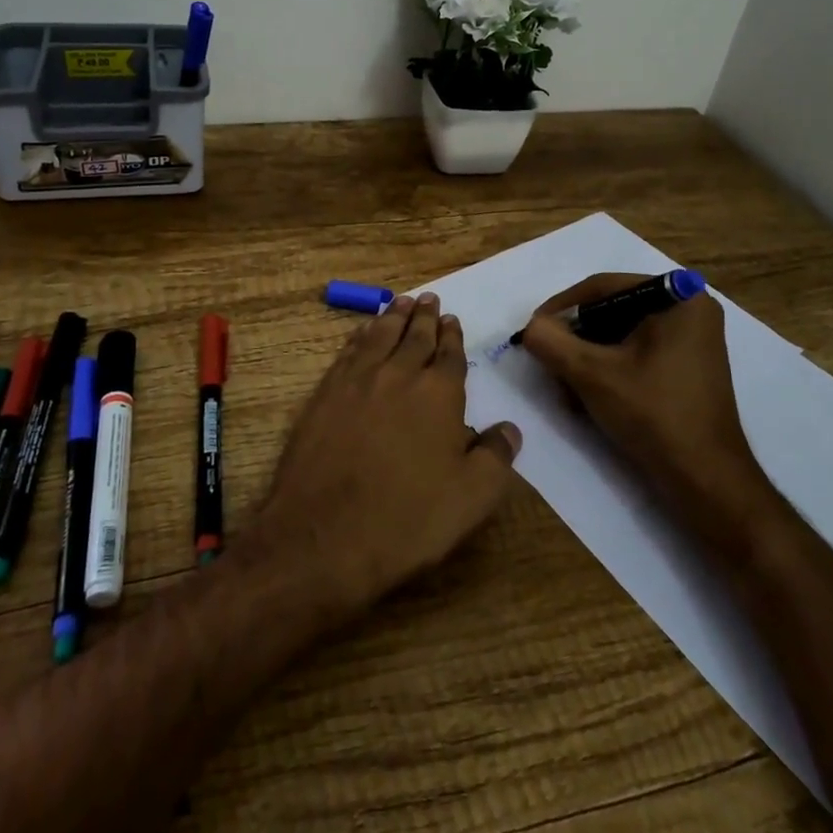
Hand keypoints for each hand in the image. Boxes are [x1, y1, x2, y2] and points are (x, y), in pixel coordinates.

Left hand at [256, 294, 521, 616]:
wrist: (323, 535)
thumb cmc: (407, 520)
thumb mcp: (471, 498)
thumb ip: (495, 457)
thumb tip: (509, 428)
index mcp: (439, 393)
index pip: (449, 354)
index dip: (452, 336)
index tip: (453, 320)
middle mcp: (398, 374)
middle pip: (415, 336)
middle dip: (425, 317)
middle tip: (430, 298)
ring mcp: (357, 380)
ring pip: (380, 335)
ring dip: (394, 316)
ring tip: (402, 301)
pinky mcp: (325, 393)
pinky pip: (349, 351)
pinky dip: (360, 335)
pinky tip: (363, 331)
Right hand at [518, 274, 777, 548]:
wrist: (706, 481)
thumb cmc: (653, 415)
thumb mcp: (591, 374)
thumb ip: (551, 342)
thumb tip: (531, 328)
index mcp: (678, 298)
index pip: (603, 287)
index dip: (561, 307)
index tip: (534, 330)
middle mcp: (690, 310)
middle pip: (612, 310)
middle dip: (576, 338)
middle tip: (549, 361)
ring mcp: (691, 340)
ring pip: (620, 334)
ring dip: (588, 357)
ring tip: (566, 387)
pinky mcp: (687, 366)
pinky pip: (636, 352)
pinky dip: (609, 369)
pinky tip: (590, 397)